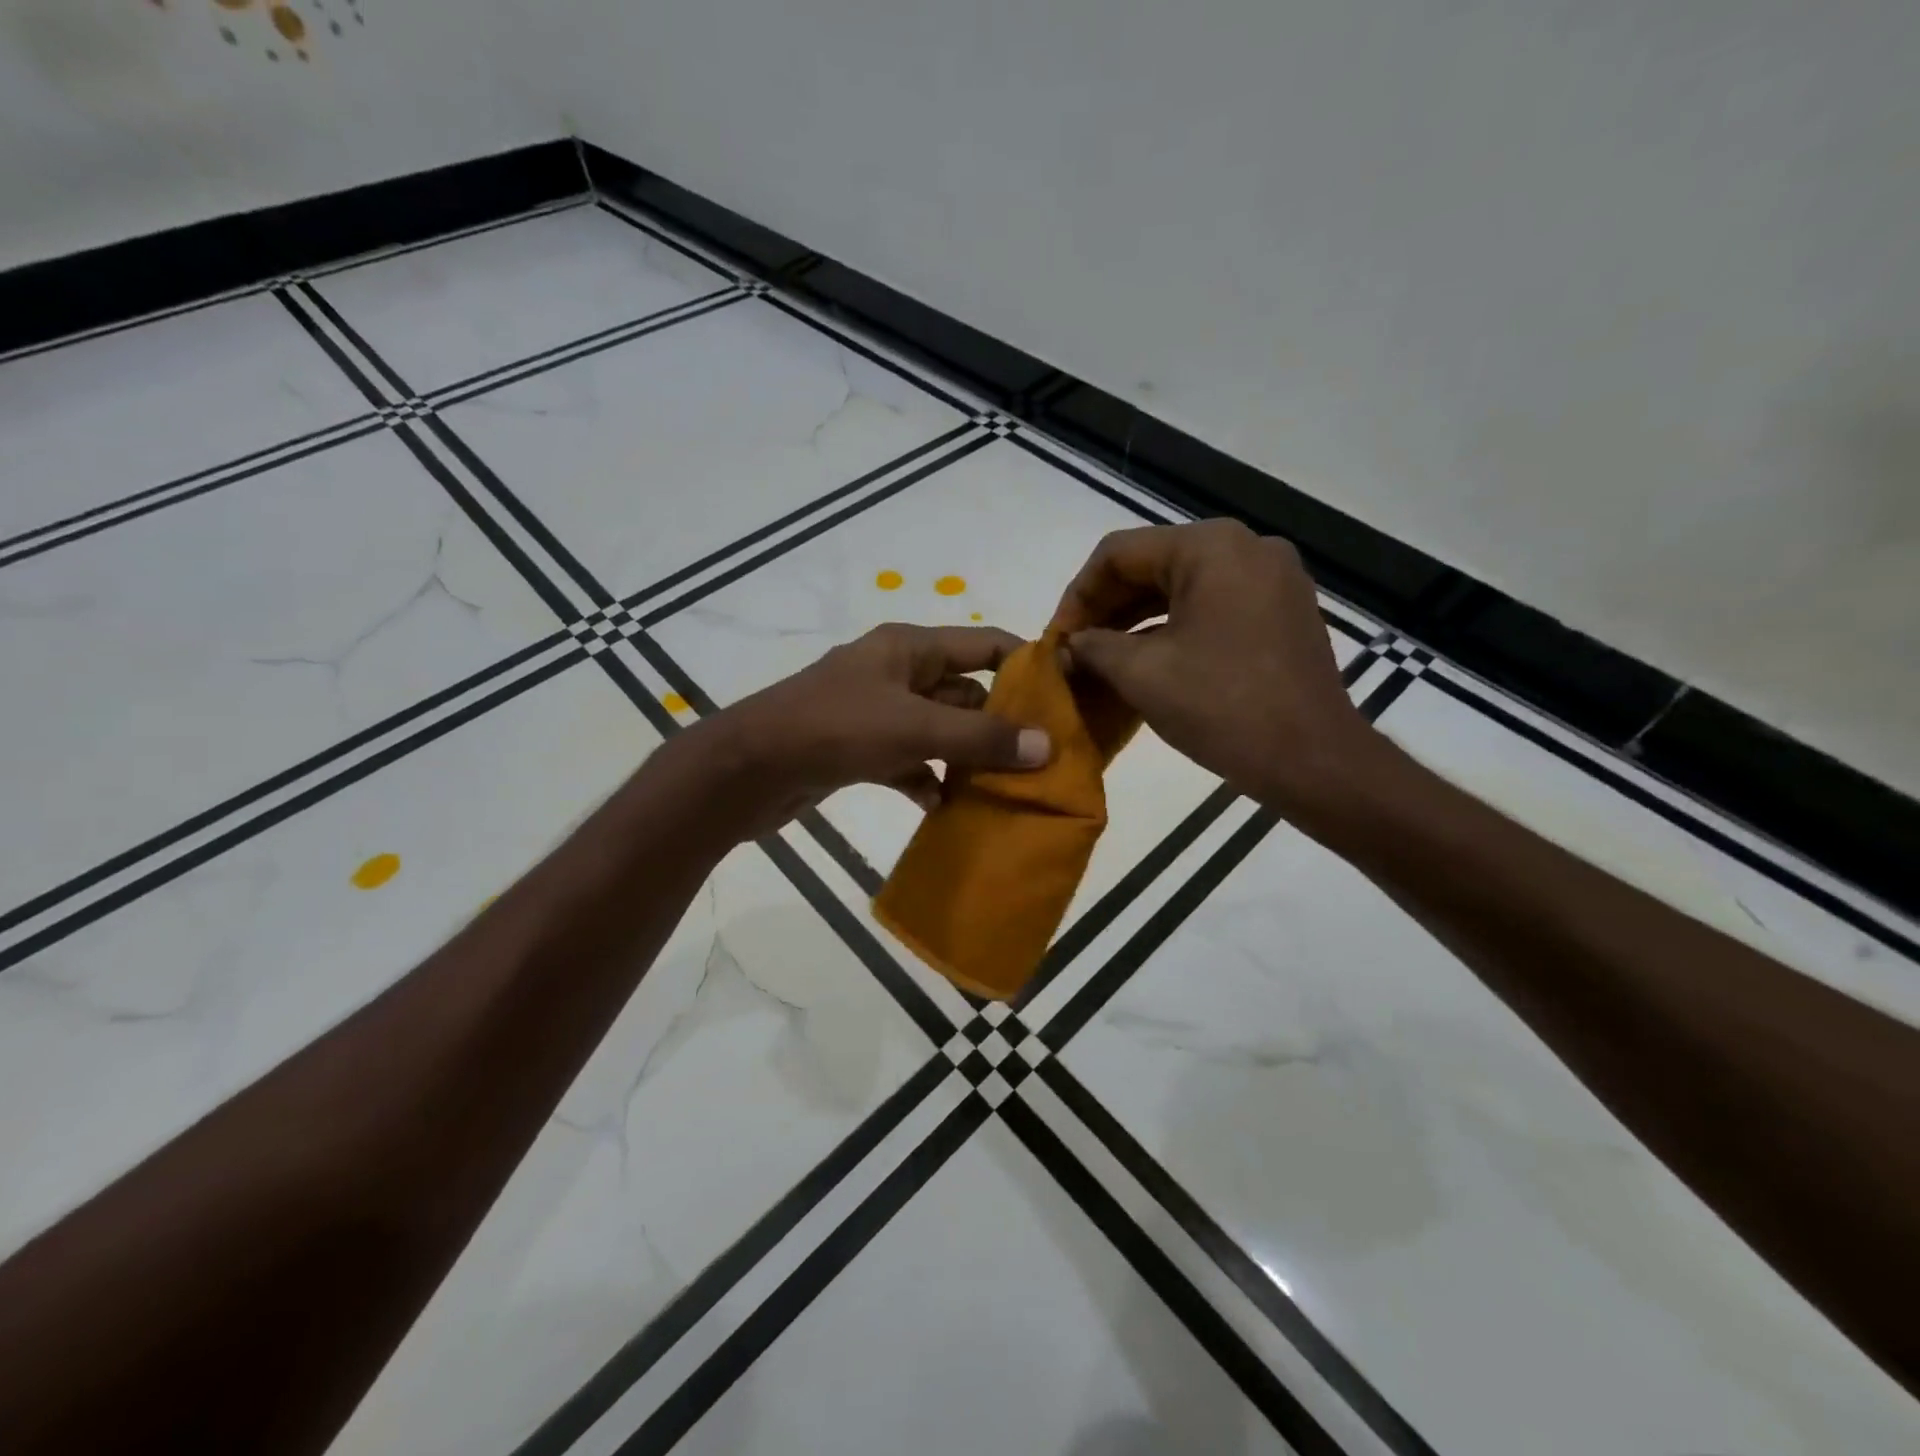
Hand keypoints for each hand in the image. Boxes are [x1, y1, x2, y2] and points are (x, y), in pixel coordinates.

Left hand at [684, 623, 1051, 839]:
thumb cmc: (834, 729)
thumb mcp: (913, 728)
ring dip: (966, 757)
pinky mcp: (860, 750)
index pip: (983, 644)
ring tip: (1005, 787)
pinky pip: (909, 761)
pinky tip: (945, 806)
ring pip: (938, 731)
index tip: (1064, 699)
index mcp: (910, 648)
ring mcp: (877, 713)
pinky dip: (927, 780)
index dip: (1024, 665)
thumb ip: (979, 738)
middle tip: (1042, 757)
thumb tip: (1046, 746)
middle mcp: (897, 673)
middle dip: (1000, 723)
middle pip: (964, 692)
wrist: (748, 770)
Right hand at [1050, 519, 1371, 816]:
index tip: (1057, 638)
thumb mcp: (1142, 674)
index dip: (1077, 595)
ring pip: (1183, 586)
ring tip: (1102, 658)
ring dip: (1137, 620)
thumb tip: (1067, 646)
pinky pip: (1213, 605)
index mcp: (1211, 547)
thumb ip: (1093, 648)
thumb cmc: (1222, 708)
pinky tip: (1147, 660)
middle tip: (1075, 649)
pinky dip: (1174, 627)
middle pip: (1153, 564)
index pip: (1119, 553)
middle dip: (1107, 608)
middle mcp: (1247, 547)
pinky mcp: (1283, 610)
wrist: (1313, 760)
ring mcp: (1272, 578)